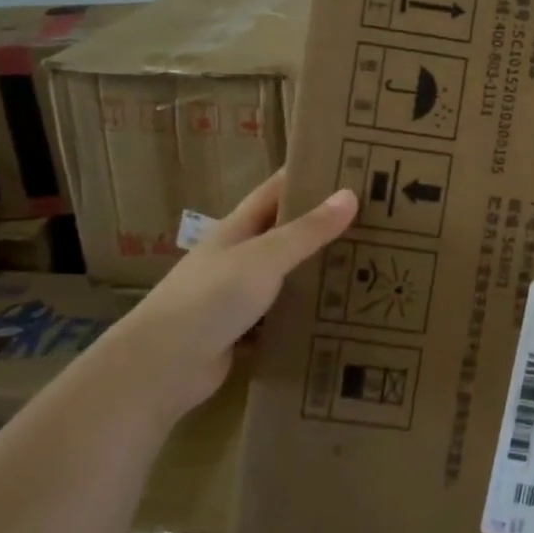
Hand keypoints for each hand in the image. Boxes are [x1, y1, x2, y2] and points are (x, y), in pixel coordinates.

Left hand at [109, 172, 357, 416]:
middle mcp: (237, 256)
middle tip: (372, 218)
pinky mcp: (242, 331)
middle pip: (285, 231)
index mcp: (238, 228)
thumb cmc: (210, 298)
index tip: (348, 166)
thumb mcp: (265, 257)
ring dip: (317, 268)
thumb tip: (350, 195)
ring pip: (286, 274)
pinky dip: (305, 310)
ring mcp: (237, 295)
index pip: (277, 190)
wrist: (161, 367)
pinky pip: (282, 314)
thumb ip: (307, 230)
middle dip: (322, 223)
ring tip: (366, 262)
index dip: (308, 175)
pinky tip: (338, 311)